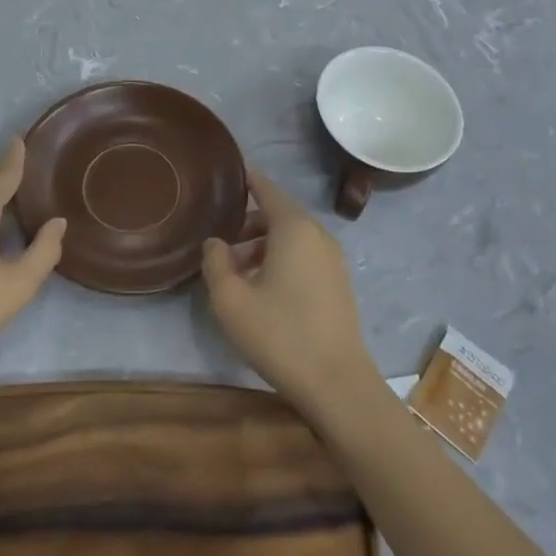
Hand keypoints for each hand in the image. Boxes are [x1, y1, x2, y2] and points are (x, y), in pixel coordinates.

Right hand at [201, 166, 377, 415]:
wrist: (337, 382)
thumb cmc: (279, 334)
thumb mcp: (231, 300)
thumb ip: (216, 263)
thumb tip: (216, 243)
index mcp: (294, 228)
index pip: (268, 190)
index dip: (249, 180)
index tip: (232, 172)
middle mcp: (318, 235)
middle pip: (280, 215)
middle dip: (250, 223)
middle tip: (222, 240)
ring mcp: (334, 260)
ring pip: (293, 239)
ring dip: (264, 246)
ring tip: (236, 272)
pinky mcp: (339, 284)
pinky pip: (305, 257)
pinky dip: (282, 260)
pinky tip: (263, 290)